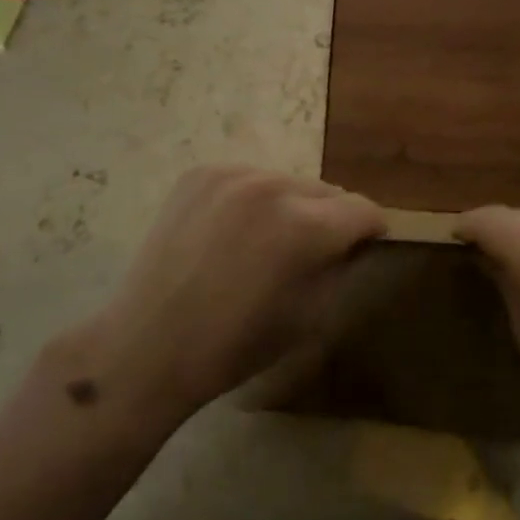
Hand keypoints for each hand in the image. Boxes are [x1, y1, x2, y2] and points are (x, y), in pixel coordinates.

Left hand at [70, 167, 384, 430]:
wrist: (149, 344)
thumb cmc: (236, 345)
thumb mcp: (311, 318)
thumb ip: (342, 267)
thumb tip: (354, 241)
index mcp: (305, 226)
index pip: (363, 209)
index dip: (370, 231)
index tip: (362, 248)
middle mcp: (272, 186)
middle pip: (326, 190)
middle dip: (330, 218)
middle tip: (310, 252)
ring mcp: (232, 175)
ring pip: (286, 182)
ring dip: (290, 206)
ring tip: (265, 243)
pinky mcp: (200, 174)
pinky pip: (248, 179)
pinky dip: (251, 201)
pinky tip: (230, 233)